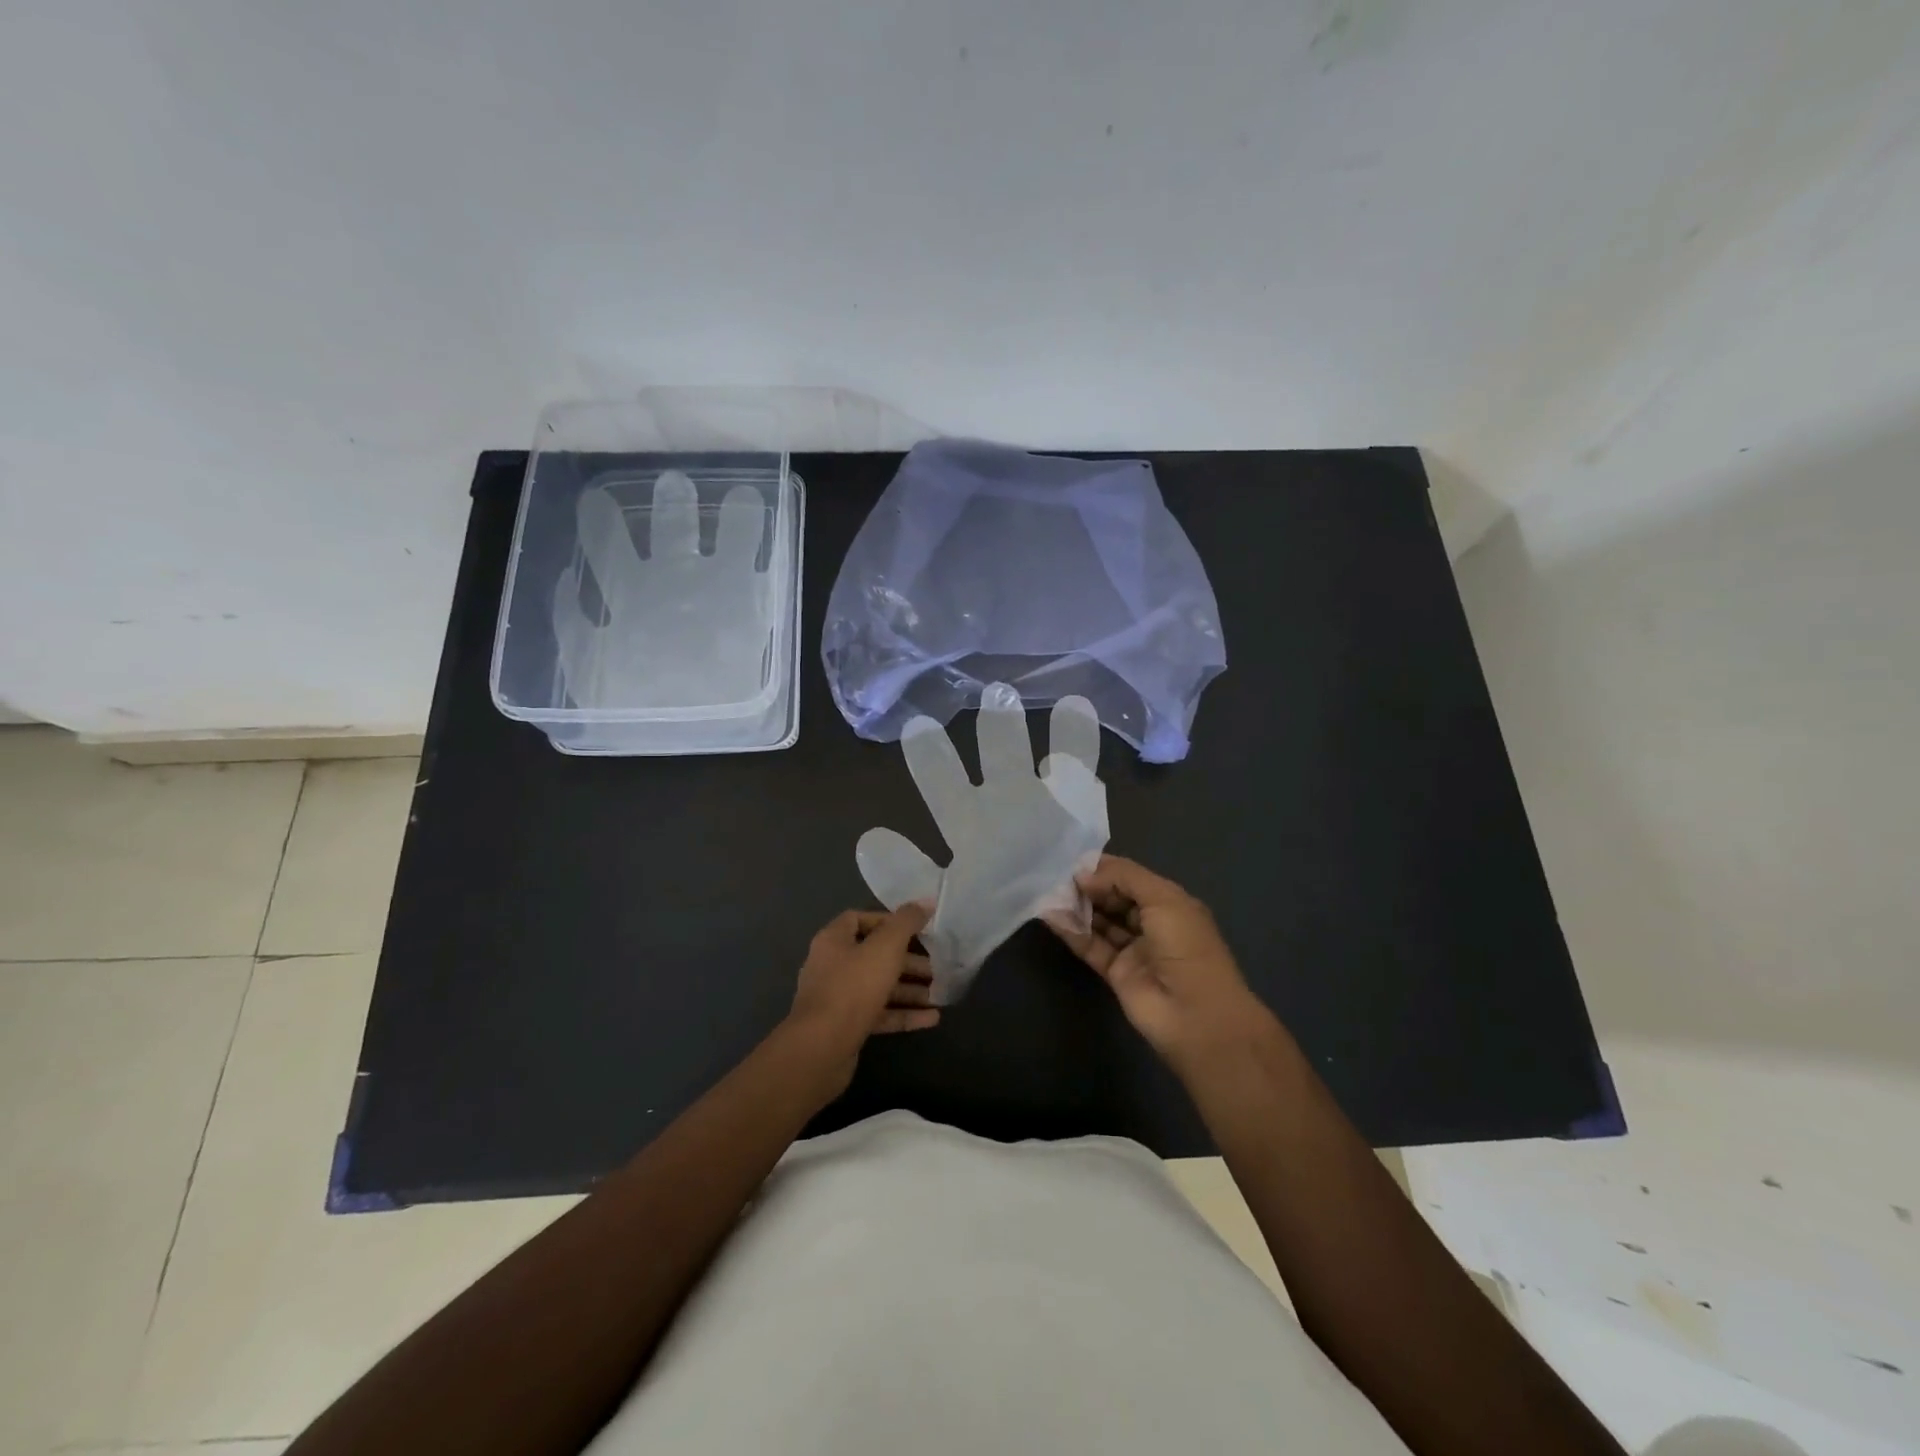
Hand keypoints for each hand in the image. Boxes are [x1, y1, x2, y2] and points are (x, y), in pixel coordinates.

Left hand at [787, 905, 938, 1088]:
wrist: (821, 1049)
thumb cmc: (853, 987)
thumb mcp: (886, 948)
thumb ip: (907, 922)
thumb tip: (926, 901)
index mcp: (834, 940)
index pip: (859, 919)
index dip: (888, 921)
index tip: (917, 930)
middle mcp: (832, 966)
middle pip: (873, 955)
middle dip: (907, 961)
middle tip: (936, 967)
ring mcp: (837, 999)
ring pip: (878, 987)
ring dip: (909, 990)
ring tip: (939, 994)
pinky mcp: (846, 1027)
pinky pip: (879, 1014)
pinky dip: (903, 1014)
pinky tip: (932, 1019)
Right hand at [1046, 855, 1278, 1072]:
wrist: (1197, 1015)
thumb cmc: (1186, 946)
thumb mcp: (1162, 898)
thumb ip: (1122, 878)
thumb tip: (1084, 875)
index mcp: (1170, 902)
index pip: (1131, 878)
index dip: (1104, 868)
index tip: (1073, 861)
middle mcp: (1152, 924)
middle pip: (1114, 898)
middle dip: (1088, 886)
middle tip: (1057, 876)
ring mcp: (1134, 950)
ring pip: (1101, 922)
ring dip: (1077, 907)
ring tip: (1048, 892)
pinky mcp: (1116, 974)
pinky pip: (1091, 947)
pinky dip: (1072, 932)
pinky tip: (1051, 916)